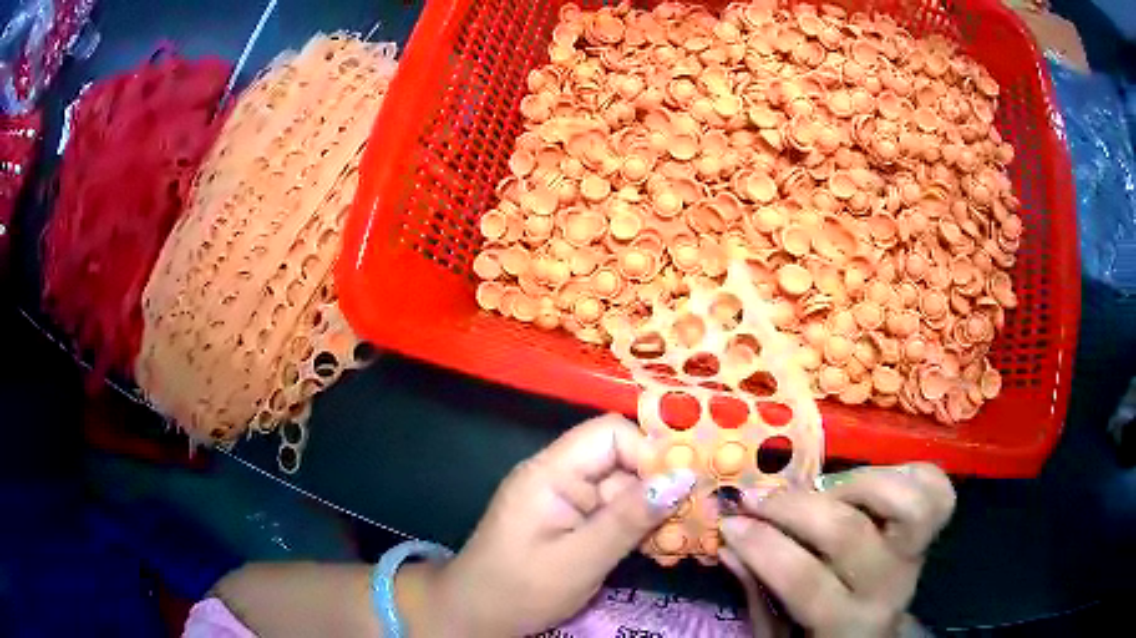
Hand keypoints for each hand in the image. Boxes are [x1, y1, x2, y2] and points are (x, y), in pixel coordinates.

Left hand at [424, 414, 694, 636]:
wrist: (475, 617)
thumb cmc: (519, 590)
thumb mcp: (580, 560)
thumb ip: (630, 519)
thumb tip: (684, 477)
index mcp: (550, 472)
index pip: (610, 434)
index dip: (649, 455)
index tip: (679, 491)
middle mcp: (559, 476)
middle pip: (622, 461)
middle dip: (659, 489)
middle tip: (691, 522)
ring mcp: (565, 499)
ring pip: (624, 489)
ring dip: (653, 513)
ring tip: (679, 541)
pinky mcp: (571, 521)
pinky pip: (614, 512)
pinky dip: (638, 528)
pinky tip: (657, 550)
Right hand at [719, 463, 955, 637]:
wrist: (878, 635)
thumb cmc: (822, 636)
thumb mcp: (780, 633)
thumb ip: (758, 594)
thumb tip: (729, 544)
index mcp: (845, 622)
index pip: (804, 580)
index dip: (762, 546)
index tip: (730, 523)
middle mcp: (888, 586)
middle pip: (849, 533)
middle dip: (793, 508)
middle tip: (758, 497)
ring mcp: (917, 552)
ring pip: (907, 502)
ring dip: (859, 484)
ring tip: (826, 490)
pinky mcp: (934, 528)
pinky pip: (933, 484)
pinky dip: (904, 472)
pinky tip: (872, 484)